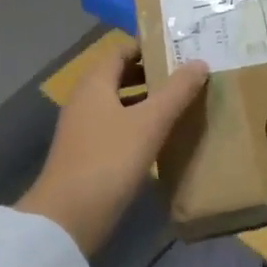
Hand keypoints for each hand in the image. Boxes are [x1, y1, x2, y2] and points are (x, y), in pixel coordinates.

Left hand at [16, 44, 207, 256]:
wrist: (67, 219)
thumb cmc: (109, 160)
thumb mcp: (149, 123)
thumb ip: (176, 91)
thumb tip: (199, 62)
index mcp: (95, 83)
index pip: (121, 50)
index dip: (148, 47)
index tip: (178, 50)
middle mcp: (84, 99)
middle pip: (119, 76)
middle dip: (151, 74)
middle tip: (186, 76)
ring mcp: (82, 128)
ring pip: (118, 103)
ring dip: (145, 101)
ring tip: (180, 104)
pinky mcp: (86, 154)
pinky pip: (115, 126)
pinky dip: (136, 124)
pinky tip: (159, 137)